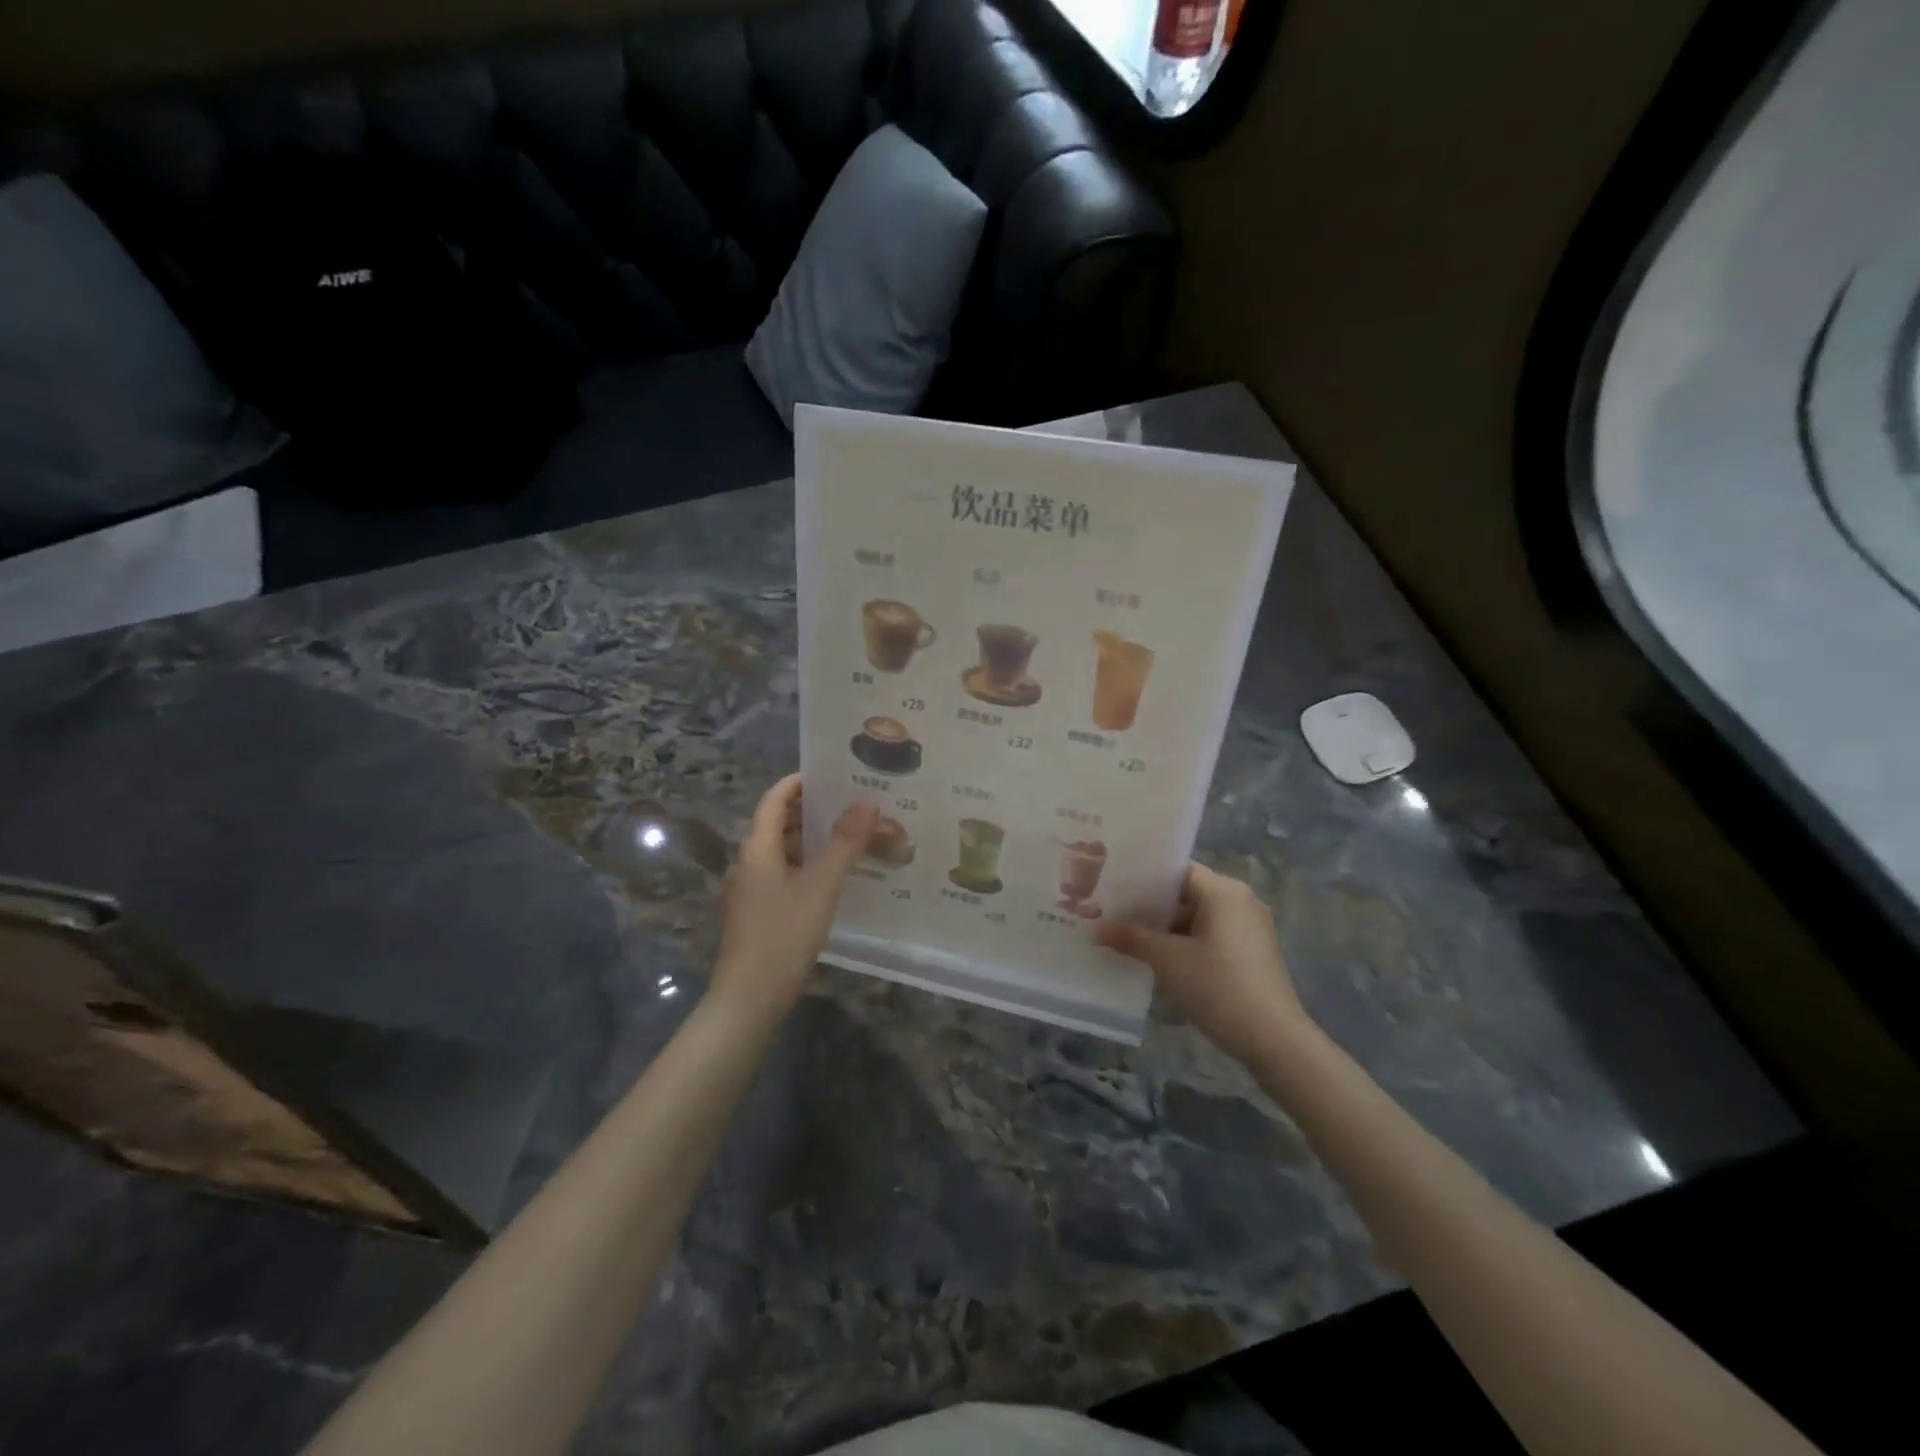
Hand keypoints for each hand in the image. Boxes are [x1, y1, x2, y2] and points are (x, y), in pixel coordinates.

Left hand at [712, 775, 876, 1021]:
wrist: (748, 998)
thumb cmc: (783, 934)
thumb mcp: (821, 886)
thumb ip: (845, 843)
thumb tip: (867, 803)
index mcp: (757, 848)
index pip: (774, 799)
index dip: (798, 783)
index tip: (830, 775)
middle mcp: (748, 862)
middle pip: (778, 824)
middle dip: (812, 812)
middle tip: (851, 806)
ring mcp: (750, 890)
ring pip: (782, 852)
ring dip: (812, 841)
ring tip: (850, 838)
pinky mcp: (757, 913)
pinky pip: (784, 875)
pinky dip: (807, 866)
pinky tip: (834, 878)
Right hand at [1096, 863, 1311, 1063]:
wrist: (1275, 1041)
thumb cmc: (1219, 988)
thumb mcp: (1168, 961)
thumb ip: (1131, 938)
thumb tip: (1095, 928)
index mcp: (1224, 891)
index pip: (1176, 871)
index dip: (1143, 878)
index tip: (1112, 887)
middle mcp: (1241, 901)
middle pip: (1187, 893)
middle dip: (1151, 906)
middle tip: (1112, 913)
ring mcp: (1250, 928)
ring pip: (1198, 917)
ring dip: (1167, 928)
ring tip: (1128, 937)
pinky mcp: (1253, 953)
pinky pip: (1212, 935)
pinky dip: (1187, 942)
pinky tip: (1160, 959)